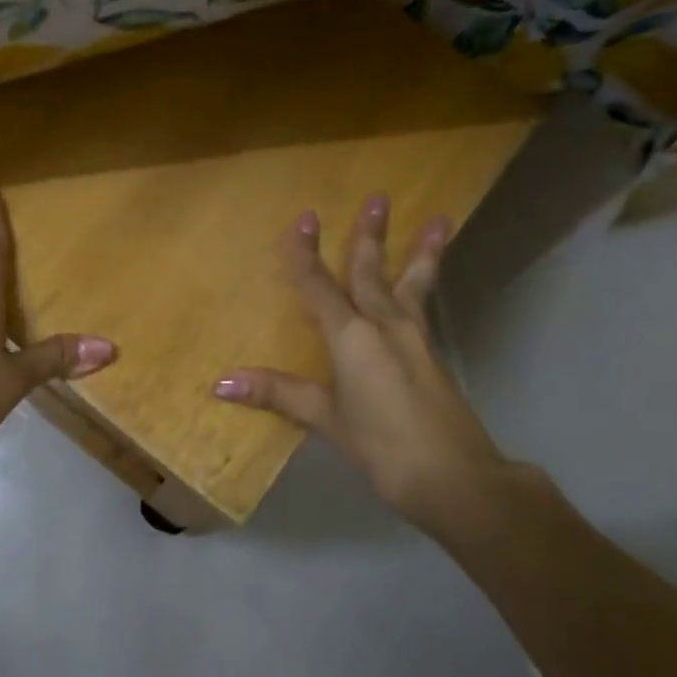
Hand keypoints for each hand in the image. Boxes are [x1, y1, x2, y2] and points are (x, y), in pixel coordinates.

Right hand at [213, 195, 508, 535]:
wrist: (456, 478)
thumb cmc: (383, 446)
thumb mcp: (327, 420)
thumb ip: (279, 394)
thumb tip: (221, 383)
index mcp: (352, 337)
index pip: (320, 286)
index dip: (306, 254)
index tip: (304, 219)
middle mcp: (385, 326)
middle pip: (371, 273)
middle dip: (369, 236)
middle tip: (378, 198)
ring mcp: (415, 339)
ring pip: (411, 285)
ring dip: (420, 252)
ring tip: (439, 221)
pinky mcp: (433, 356)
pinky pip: (424, 307)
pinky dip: (426, 286)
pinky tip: (426, 288)